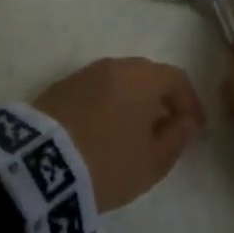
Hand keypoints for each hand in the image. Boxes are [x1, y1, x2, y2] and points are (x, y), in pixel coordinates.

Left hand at [34, 59, 205, 210]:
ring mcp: (83, 75)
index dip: (190, 103)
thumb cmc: (109, 162)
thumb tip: (185, 121)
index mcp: (143, 77)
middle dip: (160, 101)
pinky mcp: (58, 89)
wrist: (39, 166)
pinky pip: (94, 92)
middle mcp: (114, 66)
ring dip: (131, 103)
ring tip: (132, 135)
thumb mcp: (153, 161)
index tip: (194, 129)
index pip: (177, 79)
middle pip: (147, 76)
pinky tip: (103, 133)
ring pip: (118, 83)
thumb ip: (177, 137)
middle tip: (164, 130)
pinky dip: (106, 107)